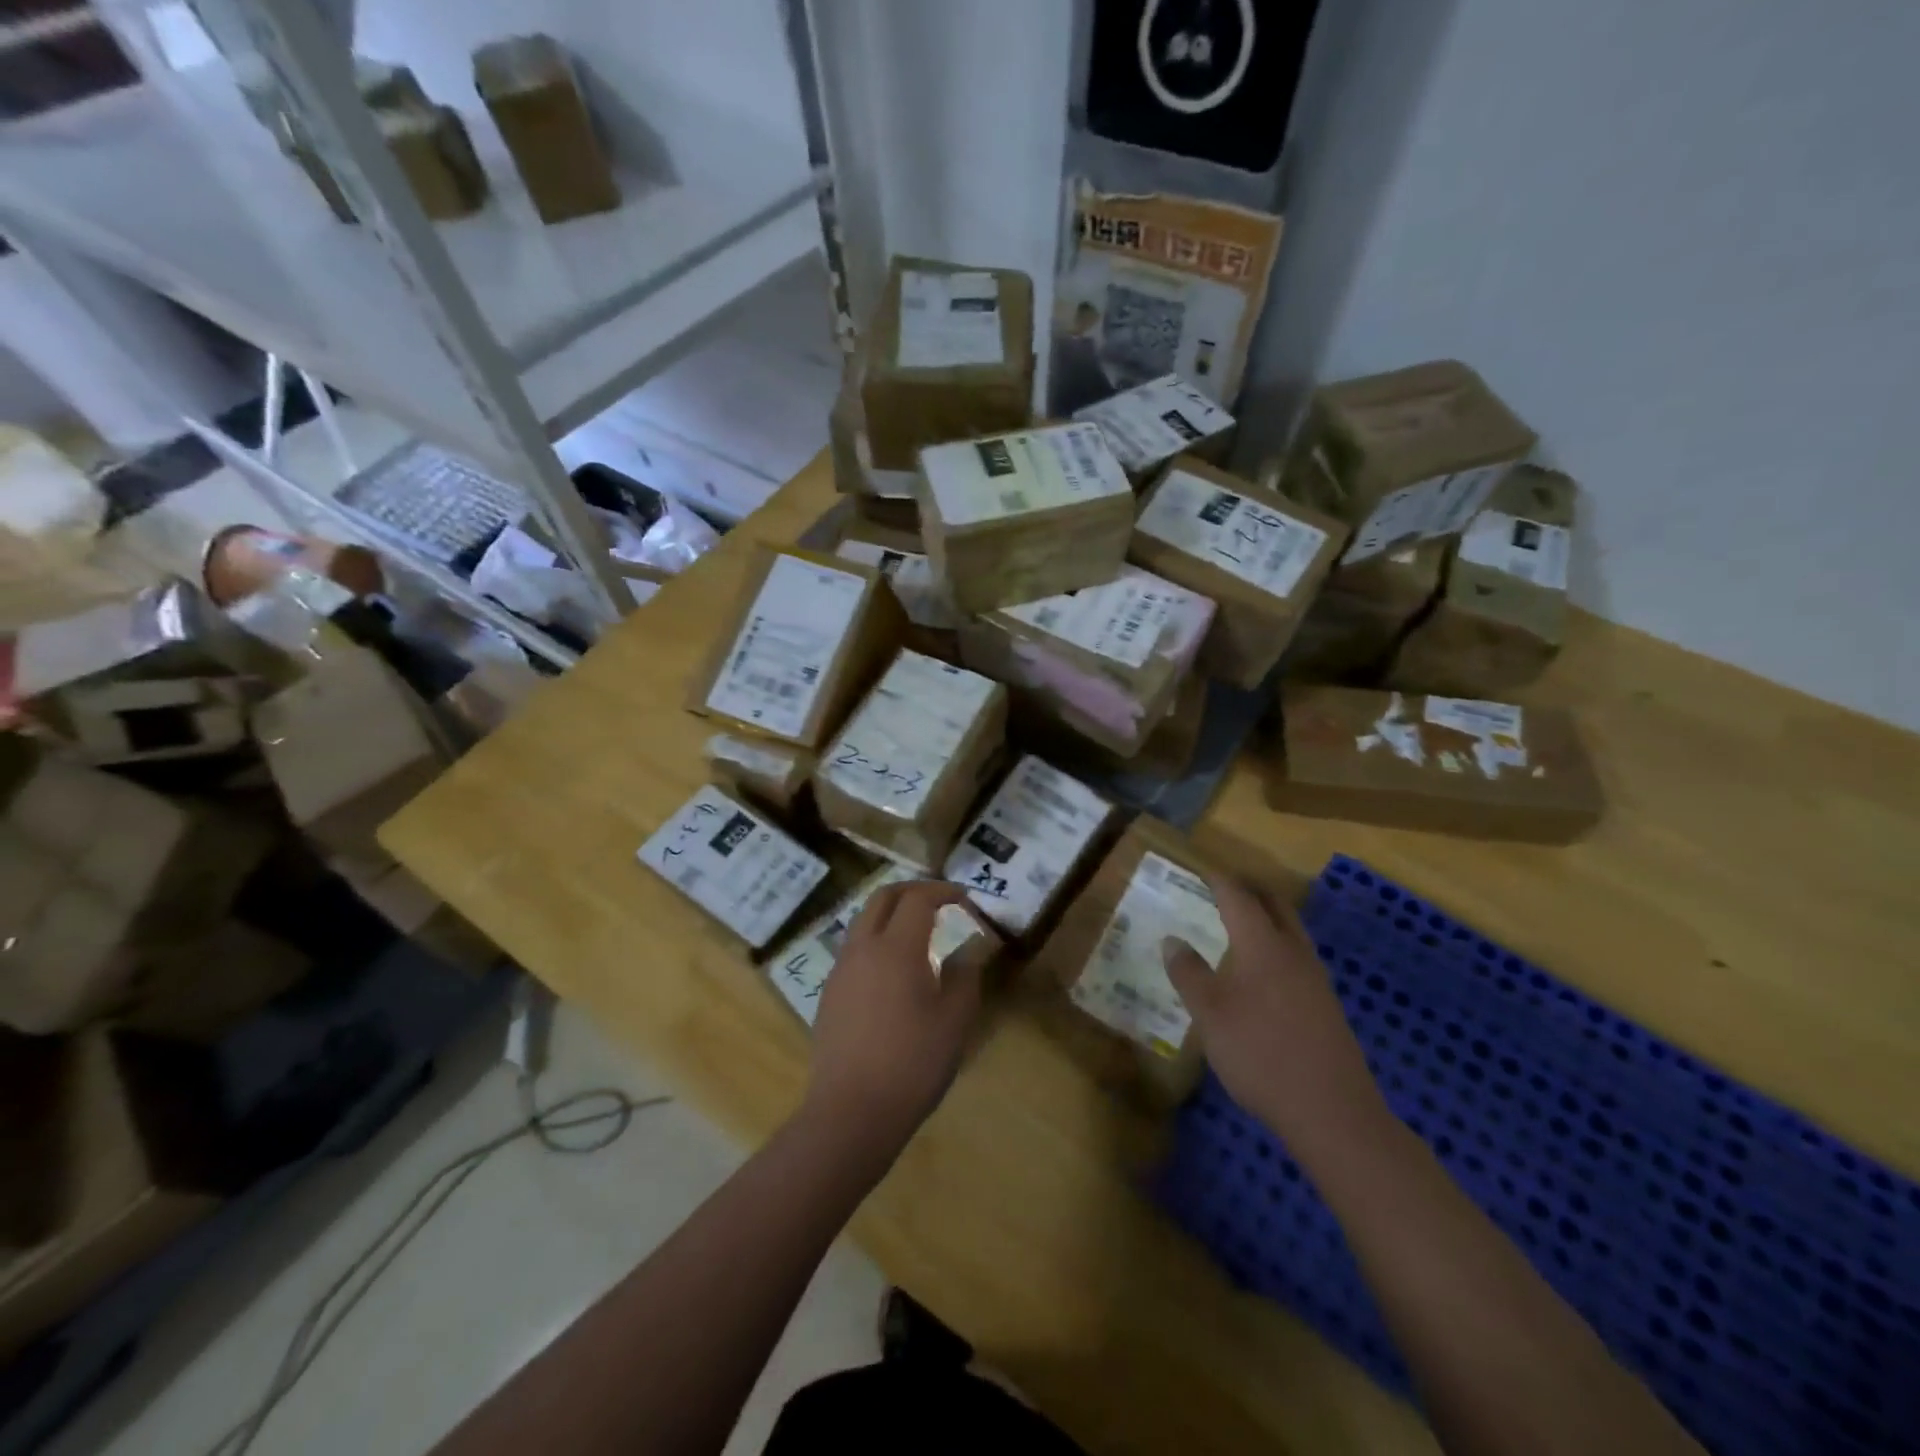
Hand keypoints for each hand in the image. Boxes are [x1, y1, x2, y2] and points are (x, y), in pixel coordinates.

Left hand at [804, 879, 986, 1152]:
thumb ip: (964, 977)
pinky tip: (893, 970)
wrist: (850, 1113)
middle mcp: (862, 948)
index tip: (965, 899)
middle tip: (939, 901)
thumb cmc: (912, 1064)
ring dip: (891, 914)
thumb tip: (966, 952)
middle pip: (883, 897)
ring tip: (918, 933)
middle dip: (912, 890)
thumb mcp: (955, 1021)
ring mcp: (840, 970)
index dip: (943, 891)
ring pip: (863, 921)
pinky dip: (876, 940)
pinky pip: (854, 949)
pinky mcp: (829, 994)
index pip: (918, 899)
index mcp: (896, 948)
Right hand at [1162, 875, 1387, 1154]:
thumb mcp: (1210, 1015)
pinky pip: (1297, 956)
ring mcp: (1316, 979)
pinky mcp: (1326, 1005)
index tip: (1202, 871)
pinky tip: (1262, 972)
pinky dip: (1277, 945)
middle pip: (1275, 905)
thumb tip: (1172, 940)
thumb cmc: (1261, 1054)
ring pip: (1291, 931)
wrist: (1332, 1111)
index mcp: (1263, 945)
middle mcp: (1293, 952)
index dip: (1219, 881)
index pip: (1239, 897)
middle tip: (1223, 888)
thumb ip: (1189, 974)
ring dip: (1267, 918)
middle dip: (1249, 891)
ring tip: (1240, 924)